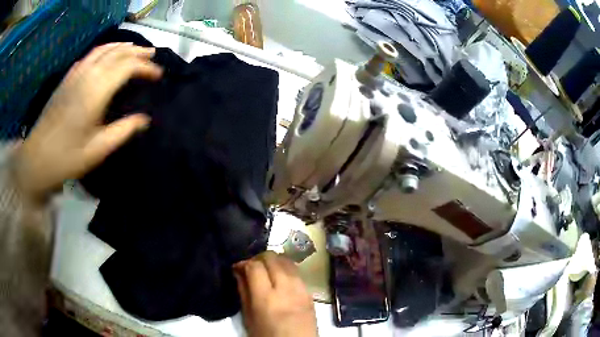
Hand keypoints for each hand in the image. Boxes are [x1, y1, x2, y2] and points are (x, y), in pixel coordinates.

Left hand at [12, 43, 162, 202]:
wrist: (37, 157)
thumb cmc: (67, 156)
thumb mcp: (98, 150)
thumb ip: (122, 131)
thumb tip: (144, 120)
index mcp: (96, 91)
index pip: (127, 67)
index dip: (145, 67)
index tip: (158, 75)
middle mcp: (88, 75)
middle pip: (117, 53)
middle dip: (137, 52)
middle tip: (152, 55)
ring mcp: (76, 74)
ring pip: (104, 49)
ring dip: (122, 46)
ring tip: (134, 49)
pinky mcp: (68, 78)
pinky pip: (90, 55)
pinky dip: (105, 49)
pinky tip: (108, 54)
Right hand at [234, 251, 316, 336]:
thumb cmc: (268, 336)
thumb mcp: (249, 318)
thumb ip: (243, 292)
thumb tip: (238, 272)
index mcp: (266, 298)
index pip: (255, 266)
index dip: (244, 262)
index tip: (237, 268)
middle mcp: (285, 288)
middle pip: (272, 258)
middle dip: (258, 258)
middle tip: (251, 268)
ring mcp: (300, 289)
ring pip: (286, 260)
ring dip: (273, 261)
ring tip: (265, 271)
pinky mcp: (310, 292)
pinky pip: (297, 272)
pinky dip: (285, 269)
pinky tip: (280, 278)